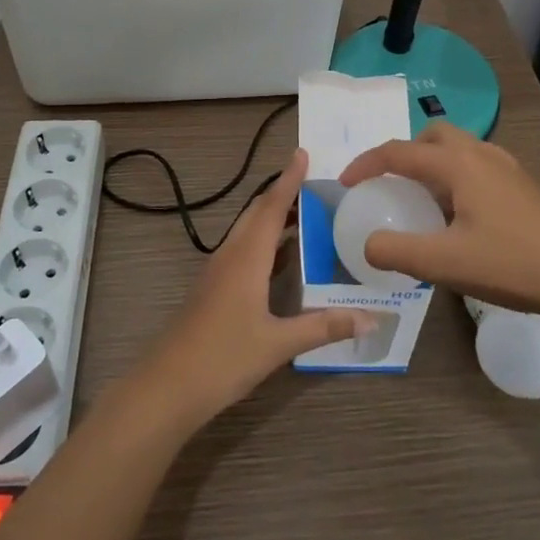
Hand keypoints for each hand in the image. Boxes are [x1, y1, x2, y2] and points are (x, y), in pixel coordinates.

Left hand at [133, 149, 374, 429]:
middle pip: (258, 213)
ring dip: (274, 218)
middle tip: (316, 184)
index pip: (272, 207)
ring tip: (307, 214)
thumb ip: (324, 327)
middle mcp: (231, 256)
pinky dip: (266, 243)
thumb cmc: (223, 358)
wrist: (167, 386)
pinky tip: (284, 259)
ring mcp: (219, 272)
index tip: (303, 153)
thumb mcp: (279, 344)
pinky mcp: (214, 289)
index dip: (288, 180)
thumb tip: (372, 317)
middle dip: (283, 194)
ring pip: (249, 233)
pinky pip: (243, 251)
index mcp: (246, 258)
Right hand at [338, 122, 539, 318]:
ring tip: (423, 200)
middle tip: (390, 184)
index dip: (366, 164)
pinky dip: (456, 177)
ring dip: (432, 164)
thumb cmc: (513, 263)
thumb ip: (398, 251)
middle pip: (432, 137)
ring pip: (459, 149)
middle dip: (404, 153)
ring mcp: (508, 169)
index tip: (346, 183)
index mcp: (458, 165)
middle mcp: (481, 155)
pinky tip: (462, 215)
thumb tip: (368, 244)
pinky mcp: (525, 187)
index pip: (399, 152)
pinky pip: (478, 166)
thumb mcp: (445, 263)